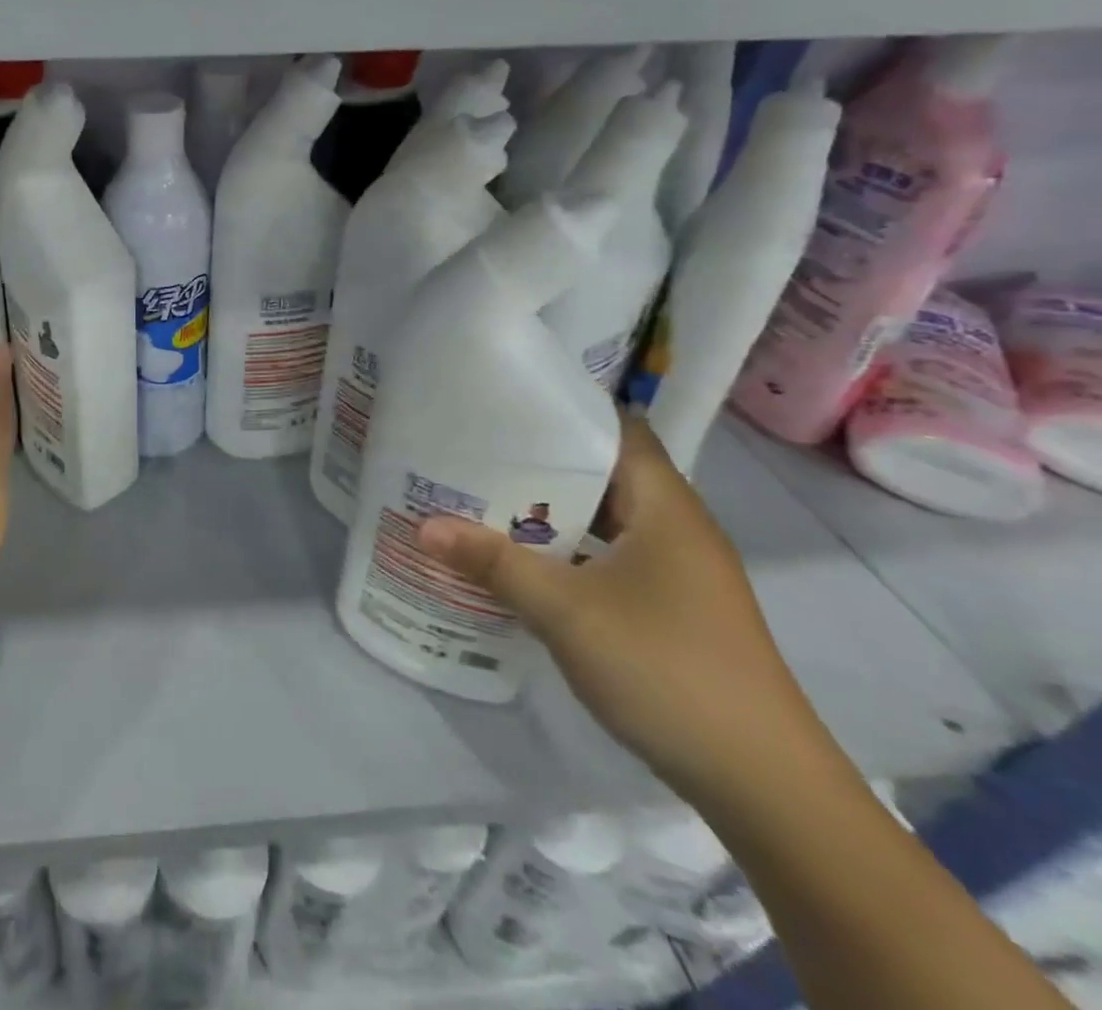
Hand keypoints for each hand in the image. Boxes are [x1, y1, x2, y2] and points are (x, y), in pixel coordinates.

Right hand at [416, 413, 837, 807]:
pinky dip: (567, 553)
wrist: (763, 785)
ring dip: (551, 513)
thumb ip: (494, 563)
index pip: (618, 430)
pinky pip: (609, 559)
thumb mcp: (566, 611)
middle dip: (541, 463)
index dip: (566, 411)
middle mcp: (676, 529)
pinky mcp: (671, 609)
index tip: (505, 403)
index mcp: (666, 508)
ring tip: (483, 499)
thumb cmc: (665, 669)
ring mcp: (677, 573)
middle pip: (604, 474)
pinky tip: (521, 564)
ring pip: (605, 521)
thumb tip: (424, 526)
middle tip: (474, 451)